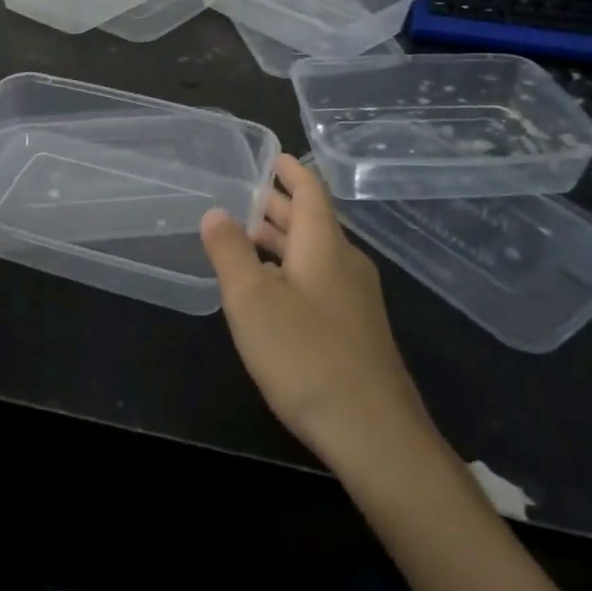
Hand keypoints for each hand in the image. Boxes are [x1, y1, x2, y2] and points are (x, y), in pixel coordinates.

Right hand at [201, 155, 436, 471]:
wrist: (375, 434)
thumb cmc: (306, 356)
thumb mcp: (252, 301)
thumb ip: (230, 252)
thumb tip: (216, 212)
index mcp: (324, 244)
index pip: (311, 190)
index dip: (291, 170)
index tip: (272, 156)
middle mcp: (346, 263)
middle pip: (313, 221)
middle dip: (280, 206)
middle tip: (246, 194)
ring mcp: (357, 299)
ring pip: (316, 254)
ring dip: (284, 240)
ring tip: (250, 236)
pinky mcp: (358, 331)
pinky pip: (322, 281)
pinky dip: (294, 270)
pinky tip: (273, 292)